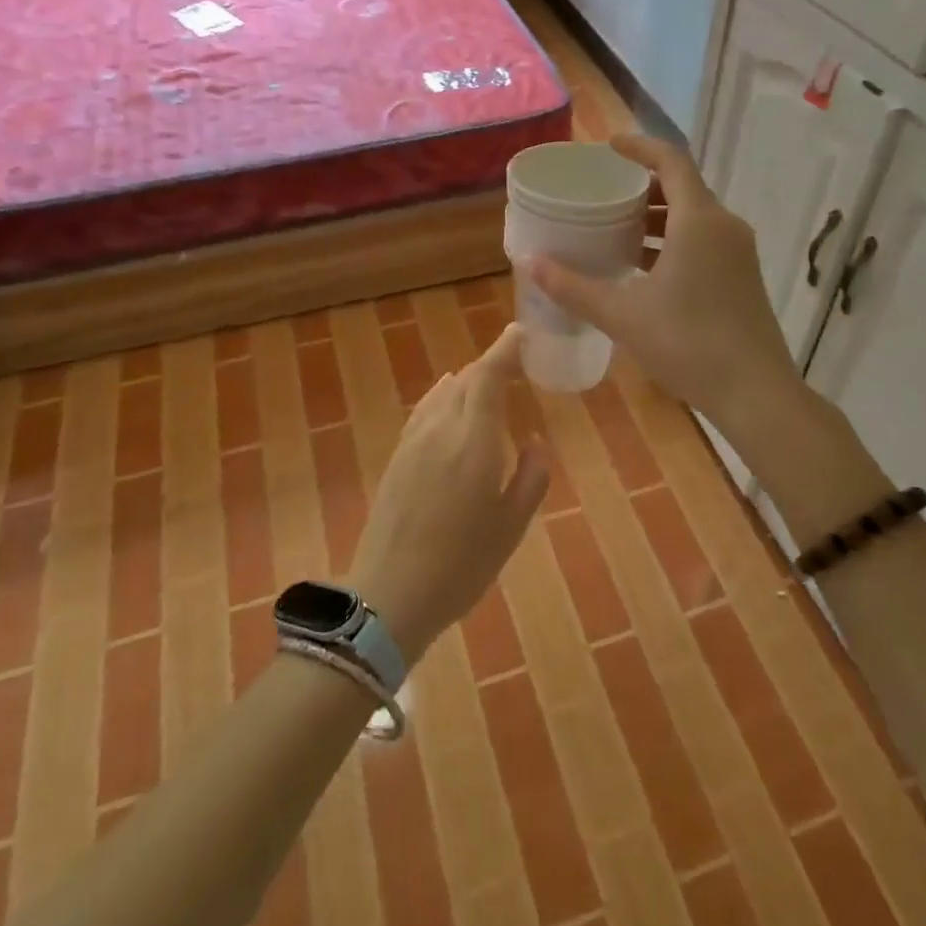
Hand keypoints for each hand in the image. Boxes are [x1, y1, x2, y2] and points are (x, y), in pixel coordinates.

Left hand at [348, 323, 550, 663]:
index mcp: (473, 440)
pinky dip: (444, 396)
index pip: (489, 376)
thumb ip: (531, 476)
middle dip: (492, 365)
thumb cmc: (462, 564)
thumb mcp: (512, 525)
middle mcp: (441, 429)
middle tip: (517, 364)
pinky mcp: (397, 456)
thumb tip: (534, 441)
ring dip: (469, 381)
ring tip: (490, 383)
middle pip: (467, 379)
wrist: (391, 593)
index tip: (522, 332)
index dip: (506, 349)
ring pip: (444, 392)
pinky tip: (449, 400)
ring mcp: (413, 441)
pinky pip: (425, 409)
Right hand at [528, 133, 799, 437]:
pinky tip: (644, 269)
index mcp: (699, 221)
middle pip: (684, 188)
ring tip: (619, 230)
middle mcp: (725, 227)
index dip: (640, 147)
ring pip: (694, 218)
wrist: (755, 392)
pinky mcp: (742, 278)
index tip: (610, 146)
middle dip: (644, 186)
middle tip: (606, 195)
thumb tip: (533, 263)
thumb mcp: (623, 315)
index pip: (672, 162)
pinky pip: (704, 242)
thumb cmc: (687, 343)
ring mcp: (738, 254)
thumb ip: (575, 287)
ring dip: (658, 218)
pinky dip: (673, 242)